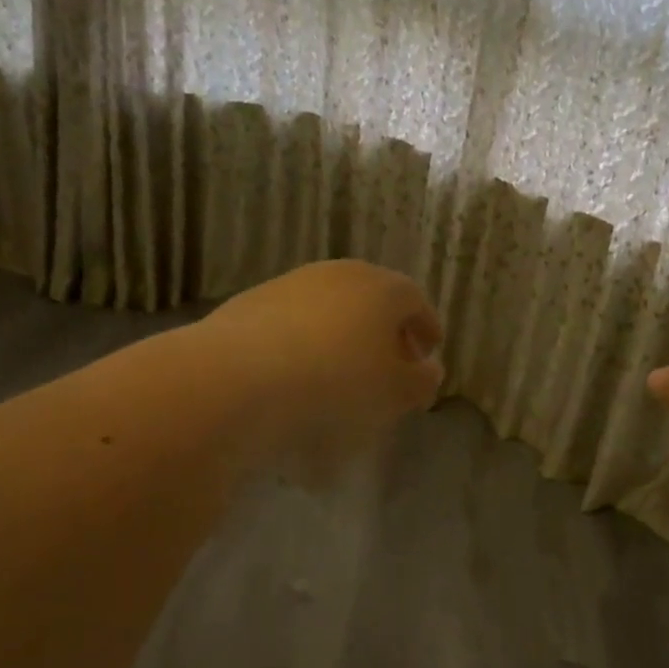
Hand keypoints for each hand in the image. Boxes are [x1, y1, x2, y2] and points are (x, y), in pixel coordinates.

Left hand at [200, 259, 443, 466]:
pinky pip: (295, 323)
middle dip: (386, 332)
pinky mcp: (252, 303)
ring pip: (331, 310)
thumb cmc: (337, 383)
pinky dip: (307, 344)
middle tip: (390, 365)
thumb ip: (421, 381)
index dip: (426, 327)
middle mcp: (339, 274)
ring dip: (344, 337)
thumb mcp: (396, 393)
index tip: (429, 352)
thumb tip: (428, 369)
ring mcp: (292, 284)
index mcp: (382, 288)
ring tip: (344, 374)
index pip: (415, 301)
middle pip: (372, 300)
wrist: (239, 376)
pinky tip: (301, 375)